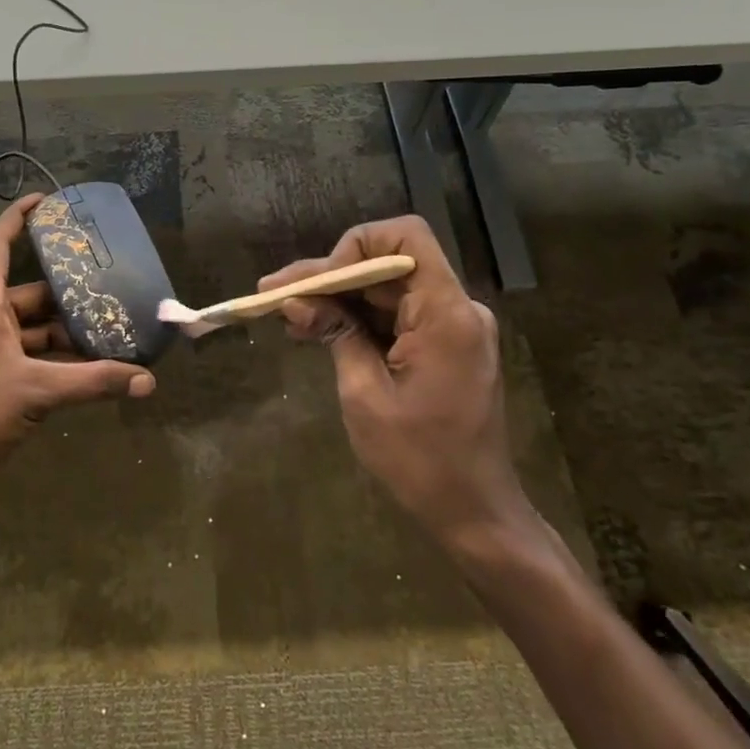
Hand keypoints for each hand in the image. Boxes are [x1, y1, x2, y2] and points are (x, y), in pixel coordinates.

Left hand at [0, 195, 155, 504]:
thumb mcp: (36, 391)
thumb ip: (93, 383)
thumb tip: (147, 381)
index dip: (19, 218)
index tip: (46, 201)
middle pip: (29, 294)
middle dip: (68, 297)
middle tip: (110, 293)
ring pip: (29, 330)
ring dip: (64, 336)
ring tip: (109, 337)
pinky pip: (24, 356)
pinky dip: (51, 361)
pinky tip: (84, 373)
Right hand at [260, 216, 527, 544]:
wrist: (474, 510)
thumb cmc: (419, 460)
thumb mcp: (364, 394)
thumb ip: (336, 334)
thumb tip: (297, 300)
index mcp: (446, 314)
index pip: (405, 237)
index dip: (356, 246)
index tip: (319, 282)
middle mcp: (456, 308)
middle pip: (389, 264)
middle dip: (331, 276)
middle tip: (275, 294)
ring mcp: (453, 327)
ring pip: (388, 289)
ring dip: (340, 298)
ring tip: (289, 316)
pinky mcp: (445, 346)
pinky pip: (398, 316)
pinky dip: (360, 319)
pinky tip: (319, 330)